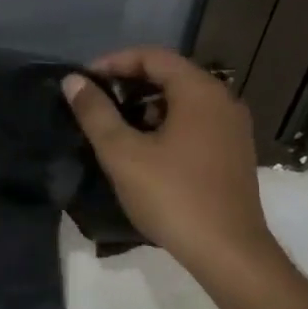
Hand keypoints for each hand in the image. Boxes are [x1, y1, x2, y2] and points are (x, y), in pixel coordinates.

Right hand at [63, 46, 275, 272]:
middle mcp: (223, 101)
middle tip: (95, 104)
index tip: (85, 82)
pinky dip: (166, 125)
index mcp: (200, 92)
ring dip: (146, 107)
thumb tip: (72, 81)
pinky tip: (145, 152)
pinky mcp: (234, 153)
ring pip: (183, 101)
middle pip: (170, 75)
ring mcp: (233, 128)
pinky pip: (195, 123)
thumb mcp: (123, 154)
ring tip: (114, 129)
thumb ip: (95, 113)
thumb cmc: (173, 196)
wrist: (228, 252)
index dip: (114, 62)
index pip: (153, 56)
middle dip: (128, 84)